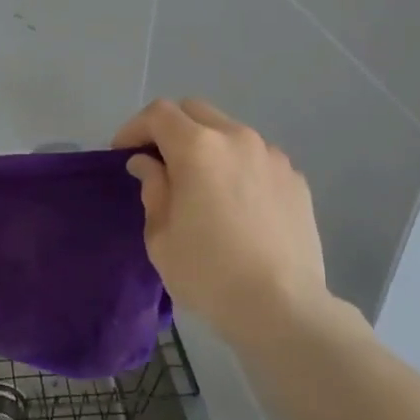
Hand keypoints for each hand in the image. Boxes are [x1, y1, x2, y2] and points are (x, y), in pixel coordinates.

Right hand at [112, 98, 339, 351]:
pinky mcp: (296, 179)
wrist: (282, 308)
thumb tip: (149, 164)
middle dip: (170, 128)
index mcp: (198, 147)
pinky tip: (237, 203)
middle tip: (158, 161)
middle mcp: (237, 138)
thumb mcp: (161, 236)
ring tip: (201, 183)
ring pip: (230, 132)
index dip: (134, 128)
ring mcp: (272, 156)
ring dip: (207, 146)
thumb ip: (153, 189)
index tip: (123, 153)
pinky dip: (238, 167)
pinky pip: (257, 158)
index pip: (159, 114)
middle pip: (195, 111)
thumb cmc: (208, 273)